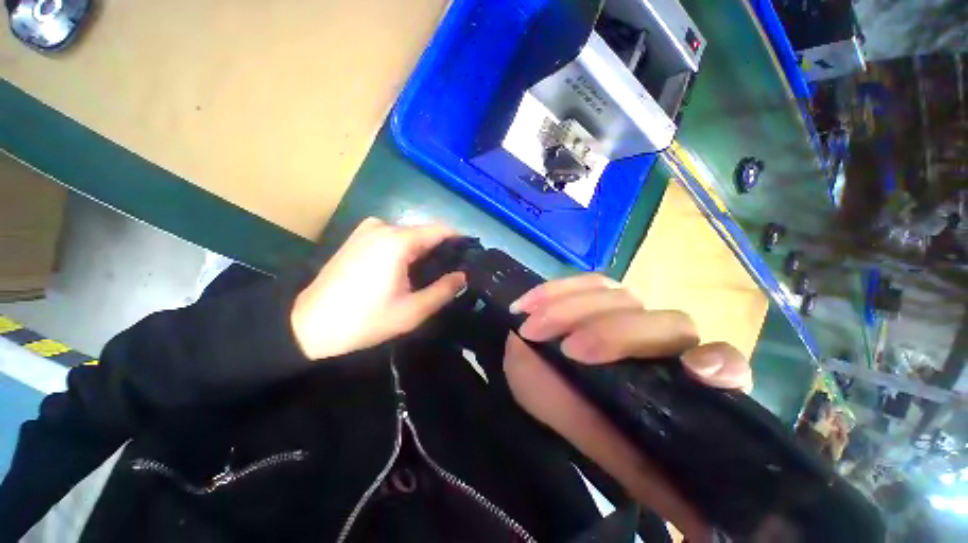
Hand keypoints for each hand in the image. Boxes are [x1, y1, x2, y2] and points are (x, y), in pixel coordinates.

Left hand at [291, 218, 465, 359]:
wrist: (308, 325)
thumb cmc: (365, 320)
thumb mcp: (412, 311)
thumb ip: (443, 290)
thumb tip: (463, 276)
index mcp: (398, 241)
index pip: (441, 230)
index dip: (459, 242)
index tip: (470, 258)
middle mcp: (383, 226)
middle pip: (425, 232)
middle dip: (440, 250)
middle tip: (449, 274)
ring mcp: (367, 229)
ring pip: (409, 235)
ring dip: (423, 251)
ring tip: (428, 276)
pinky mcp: (357, 237)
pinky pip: (392, 237)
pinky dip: (406, 250)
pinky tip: (404, 271)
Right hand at [503, 274, 751, 540]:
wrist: (540, 379)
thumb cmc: (583, 422)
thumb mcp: (613, 456)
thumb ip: (653, 480)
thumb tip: (701, 524)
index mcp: (679, 383)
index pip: (724, 364)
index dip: (719, 363)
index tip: (692, 373)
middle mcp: (661, 340)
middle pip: (665, 322)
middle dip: (612, 334)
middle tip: (565, 349)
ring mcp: (629, 309)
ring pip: (620, 296)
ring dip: (570, 309)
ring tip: (532, 327)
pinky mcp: (598, 293)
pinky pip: (586, 281)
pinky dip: (556, 290)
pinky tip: (528, 303)